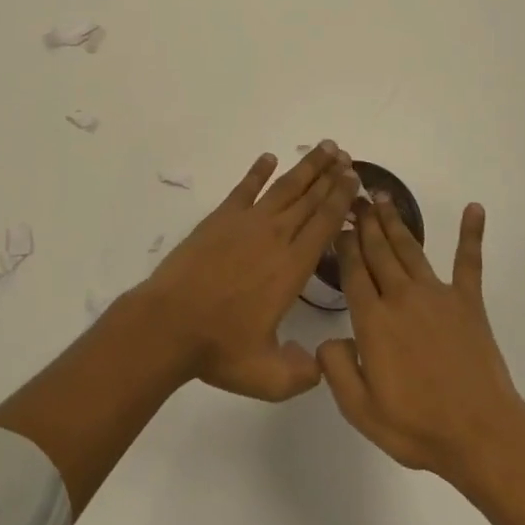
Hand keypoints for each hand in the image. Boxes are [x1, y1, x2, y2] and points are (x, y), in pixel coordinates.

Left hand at [141, 142, 359, 401]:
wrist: (169, 323)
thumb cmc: (220, 348)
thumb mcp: (268, 377)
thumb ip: (302, 372)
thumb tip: (320, 362)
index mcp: (292, 268)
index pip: (324, 225)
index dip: (341, 199)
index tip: (355, 179)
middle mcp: (274, 237)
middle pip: (309, 199)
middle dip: (331, 177)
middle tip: (347, 157)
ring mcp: (245, 223)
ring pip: (284, 188)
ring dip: (306, 167)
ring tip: (324, 148)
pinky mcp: (220, 219)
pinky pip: (245, 188)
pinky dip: (258, 171)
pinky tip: (269, 158)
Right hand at [318, 200, 524, 489]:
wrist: (481, 435)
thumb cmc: (417, 427)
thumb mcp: (361, 410)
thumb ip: (336, 369)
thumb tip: (328, 339)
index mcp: (373, 321)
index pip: (353, 272)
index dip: (344, 245)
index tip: (337, 223)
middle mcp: (401, 297)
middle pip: (378, 251)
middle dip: (365, 222)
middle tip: (355, 195)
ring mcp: (436, 295)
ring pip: (409, 248)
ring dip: (395, 220)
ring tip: (382, 196)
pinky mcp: (468, 302)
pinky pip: (468, 261)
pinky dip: (471, 234)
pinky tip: (474, 208)